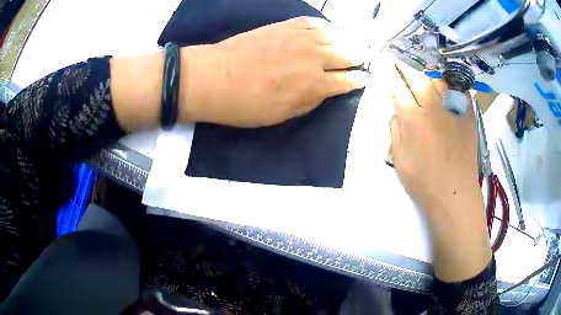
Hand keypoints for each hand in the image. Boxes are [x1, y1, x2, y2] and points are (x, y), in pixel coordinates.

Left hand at [179, 16, 366, 127]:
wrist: (216, 78)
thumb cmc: (247, 105)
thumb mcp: (283, 114)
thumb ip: (310, 101)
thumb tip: (326, 90)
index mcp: (315, 85)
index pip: (347, 81)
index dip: (358, 80)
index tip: (364, 78)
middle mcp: (315, 58)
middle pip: (346, 55)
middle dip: (356, 59)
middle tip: (359, 61)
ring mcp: (301, 38)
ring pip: (335, 36)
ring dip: (343, 42)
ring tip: (345, 45)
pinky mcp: (286, 25)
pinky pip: (314, 22)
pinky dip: (324, 27)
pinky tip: (326, 31)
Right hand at [388, 64, 490, 281]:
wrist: (454, 194)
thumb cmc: (423, 182)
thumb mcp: (399, 160)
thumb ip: (396, 131)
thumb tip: (397, 113)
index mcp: (413, 119)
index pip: (398, 89)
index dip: (389, 75)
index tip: (383, 64)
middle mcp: (433, 108)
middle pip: (418, 79)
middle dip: (406, 67)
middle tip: (399, 60)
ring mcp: (453, 111)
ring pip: (439, 82)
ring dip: (427, 73)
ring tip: (422, 69)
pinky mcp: (468, 117)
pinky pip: (460, 93)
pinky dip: (452, 85)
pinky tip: (448, 83)